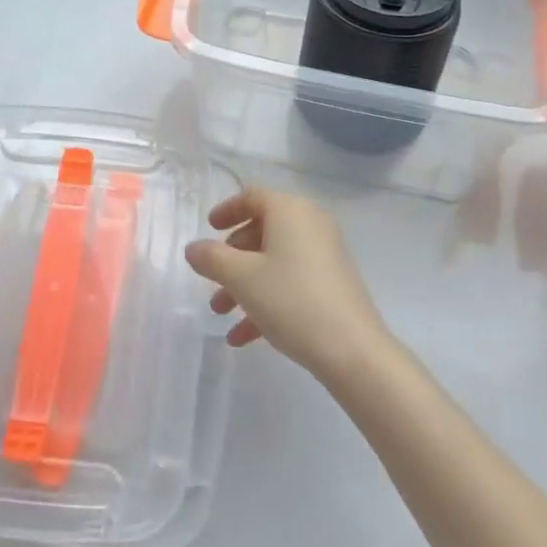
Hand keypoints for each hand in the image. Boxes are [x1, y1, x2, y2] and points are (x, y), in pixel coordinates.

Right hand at [184, 188, 389, 383]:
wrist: (352, 350)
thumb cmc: (291, 300)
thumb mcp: (242, 278)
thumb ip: (212, 258)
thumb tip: (194, 248)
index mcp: (290, 210)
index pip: (253, 196)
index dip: (227, 210)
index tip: (209, 228)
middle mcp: (310, 224)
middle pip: (262, 230)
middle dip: (231, 257)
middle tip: (212, 279)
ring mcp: (324, 255)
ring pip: (273, 261)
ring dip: (244, 284)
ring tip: (220, 314)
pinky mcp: (331, 284)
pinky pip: (290, 282)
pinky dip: (266, 300)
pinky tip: (242, 337)